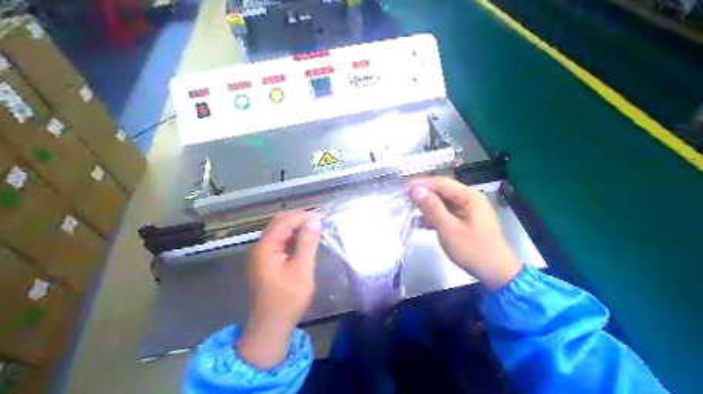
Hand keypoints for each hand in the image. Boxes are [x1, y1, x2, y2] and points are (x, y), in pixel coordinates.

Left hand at [237, 213, 322, 369]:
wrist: (271, 325)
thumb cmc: (288, 298)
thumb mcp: (302, 269)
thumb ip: (307, 243)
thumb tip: (314, 219)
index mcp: (265, 247)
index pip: (284, 221)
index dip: (302, 216)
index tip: (321, 217)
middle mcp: (259, 247)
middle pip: (278, 224)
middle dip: (298, 219)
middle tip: (319, 222)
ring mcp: (260, 256)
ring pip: (278, 233)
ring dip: (294, 228)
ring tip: (314, 229)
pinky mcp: (264, 263)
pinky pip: (277, 243)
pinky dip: (290, 238)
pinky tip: (302, 241)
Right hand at [413, 176, 519, 289]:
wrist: (495, 272)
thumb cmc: (472, 250)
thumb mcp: (449, 229)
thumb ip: (432, 208)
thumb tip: (416, 190)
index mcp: (469, 196)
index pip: (441, 183)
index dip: (420, 184)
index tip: (402, 188)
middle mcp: (469, 199)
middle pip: (442, 190)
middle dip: (422, 193)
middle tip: (402, 198)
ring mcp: (467, 210)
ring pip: (442, 202)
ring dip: (426, 205)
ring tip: (407, 208)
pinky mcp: (465, 221)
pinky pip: (446, 213)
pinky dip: (433, 216)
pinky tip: (418, 222)